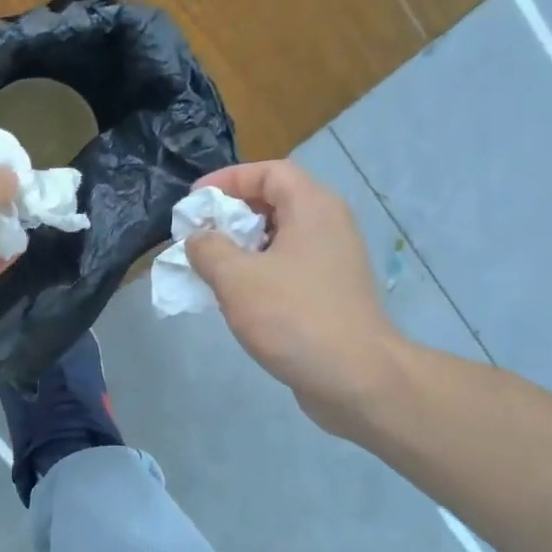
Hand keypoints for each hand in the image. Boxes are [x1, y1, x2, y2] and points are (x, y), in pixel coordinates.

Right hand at [186, 160, 403, 433]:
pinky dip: (258, 272)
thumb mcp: (236, 278)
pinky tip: (236, 298)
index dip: (228, 180)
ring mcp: (333, 261)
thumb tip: (199, 238)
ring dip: (241, 247)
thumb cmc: (294, 317)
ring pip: (280, 238)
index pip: (269, 172)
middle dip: (231, 215)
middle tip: (198, 236)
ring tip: (209, 268)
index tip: (194, 203)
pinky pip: (288, 267)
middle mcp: (328, 225)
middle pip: (275, 202)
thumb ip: (208, 249)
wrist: (356, 379)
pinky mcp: (331, 292)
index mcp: (312, 208)